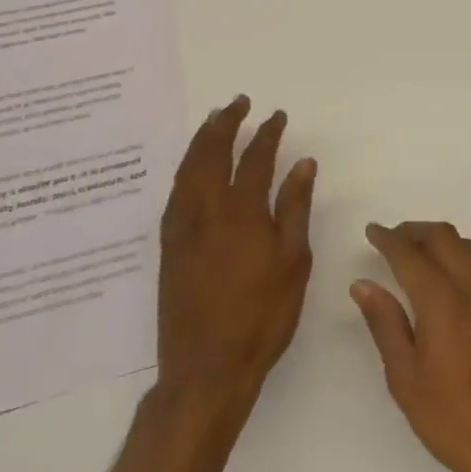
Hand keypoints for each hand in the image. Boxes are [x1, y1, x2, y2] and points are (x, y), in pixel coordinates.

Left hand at [158, 96, 316, 414]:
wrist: (206, 368)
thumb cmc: (262, 316)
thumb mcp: (293, 262)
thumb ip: (294, 208)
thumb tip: (302, 163)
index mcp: (242, 213)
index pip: (254, 159)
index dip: (266, 134)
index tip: (276, 116)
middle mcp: (206, 211)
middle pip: (211, 154)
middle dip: (225, 124)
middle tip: (238, 103)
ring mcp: (182, 228)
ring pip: (188, 170)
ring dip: (201, 140)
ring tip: (213, 121)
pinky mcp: (168, 247)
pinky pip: (174, 193)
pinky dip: (185, 169)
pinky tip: (191, 168)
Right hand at [351, 221, 470, 471]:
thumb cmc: (453, 418)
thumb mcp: (406, 377)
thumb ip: (385, 324)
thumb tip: (363, 284)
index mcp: (442, 300)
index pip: (411, 253)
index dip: (389, 239)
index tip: (371, 232)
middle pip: (444, 237)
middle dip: (414, 231)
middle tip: (390, 240)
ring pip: (465, 246)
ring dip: (437, 239)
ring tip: (413, 254)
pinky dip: (455, 255)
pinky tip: (441, 277)